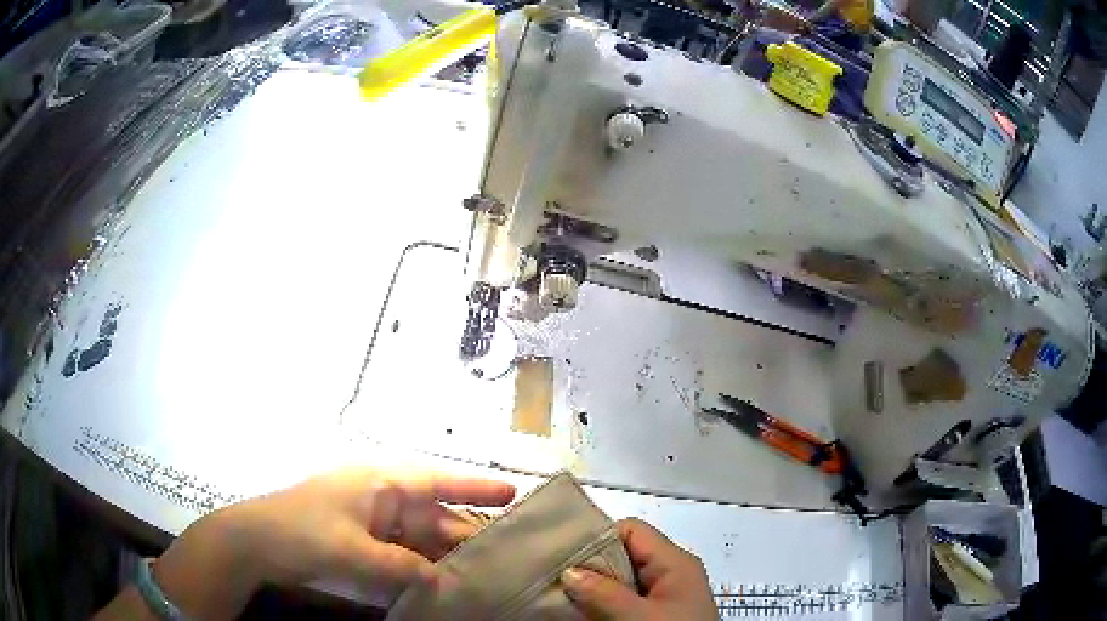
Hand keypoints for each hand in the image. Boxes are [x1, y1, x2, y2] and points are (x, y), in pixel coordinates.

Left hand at [150, 467, 515, 618]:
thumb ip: (401, 567)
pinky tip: (440, 585)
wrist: (255, 542)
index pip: (437, 481)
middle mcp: (381, 498)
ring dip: (444, 556)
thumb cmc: (303, 531)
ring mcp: (371, 522)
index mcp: (380, 483)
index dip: (475, 488)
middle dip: (466, 534)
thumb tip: (440, 579)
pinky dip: (420, 568)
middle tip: (507, 554)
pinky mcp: (362, 543)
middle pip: (434, 516)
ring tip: (481, 575)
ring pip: (419, 539)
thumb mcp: (353, 550)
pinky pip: (401, 554)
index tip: (513, 494)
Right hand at [561, 518, 716, 619]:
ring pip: (619, 581)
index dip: (597, 538)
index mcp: (675, 563)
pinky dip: (600, 605)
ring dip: (591, 589)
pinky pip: (622, 601)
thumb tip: (568, 571)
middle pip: (623, 555)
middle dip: (588, 567)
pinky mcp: (654, 616)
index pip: (631, 531)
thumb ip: (605, 593)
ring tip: (557, 595)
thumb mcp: (639, 617)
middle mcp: (670, 574)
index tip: (563, 556)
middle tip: (554, 579)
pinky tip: (577, 613)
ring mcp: (662, 597)